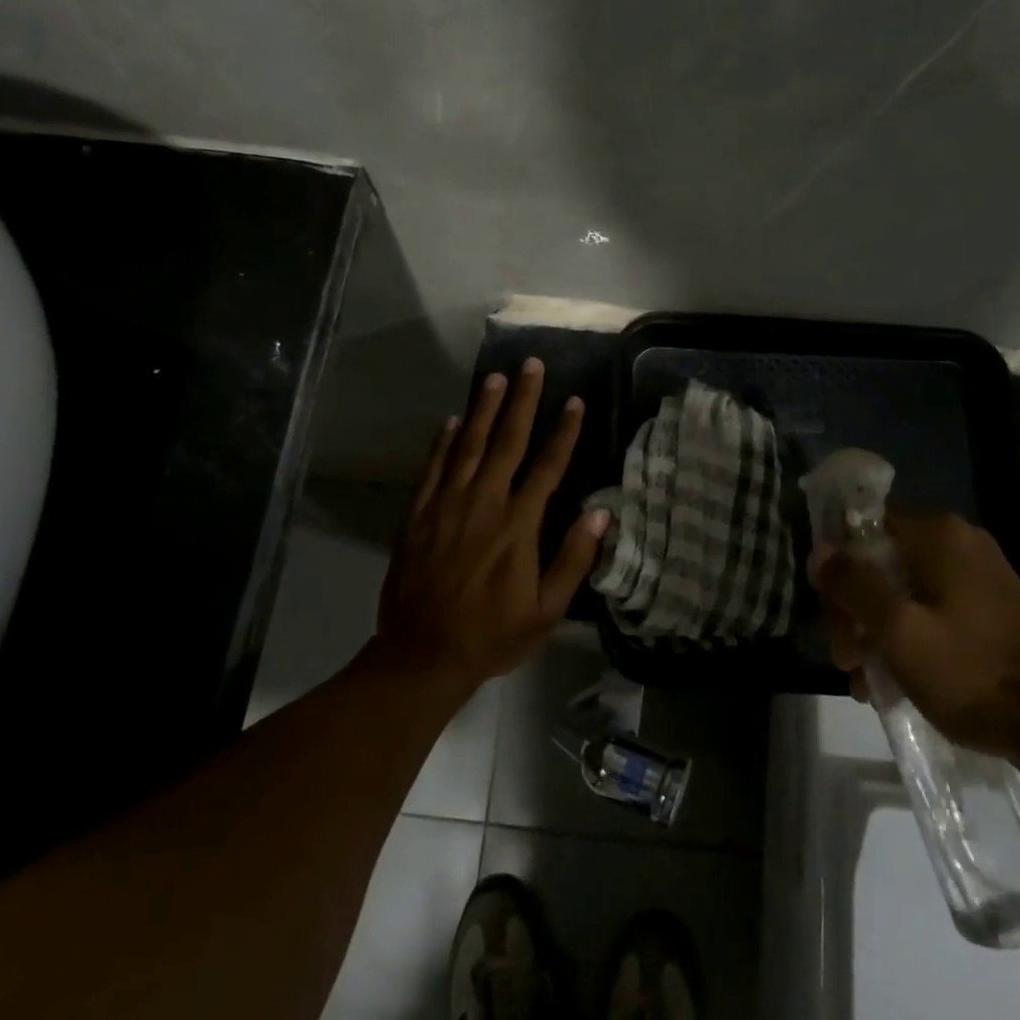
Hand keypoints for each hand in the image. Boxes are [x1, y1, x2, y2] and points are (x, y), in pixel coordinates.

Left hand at [375, 358, 608, 693]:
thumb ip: (574, 559)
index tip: (575, 401)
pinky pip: (432, 468)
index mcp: (518, 525)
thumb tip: (602, 513)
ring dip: (483, 409)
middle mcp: (483, 503)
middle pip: (507, 442)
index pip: (547, 467)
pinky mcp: (417, 514)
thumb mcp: (547, 611)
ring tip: (496, 378)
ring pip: (468, 445)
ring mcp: (446, 505)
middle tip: (531, 365)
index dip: (563, 432)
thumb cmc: (492, 635)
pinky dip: (442, 442)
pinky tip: (450, 420)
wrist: (422, 655)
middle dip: (523, 401)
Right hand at [817, 512, 1019, 771]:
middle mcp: (959, 543)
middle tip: (846, 662)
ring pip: (904, 593)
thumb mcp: (899, 631)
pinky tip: (898, 682)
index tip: (833, 623)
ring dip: (878, 633)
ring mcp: (979, 576)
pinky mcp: (991, 608)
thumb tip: (821, 551)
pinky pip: (933, 611)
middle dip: (856, 613)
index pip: (862, 534)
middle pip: (881, 566)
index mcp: (938, 536)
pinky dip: (910, 639)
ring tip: (867, 683)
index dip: (838, 576)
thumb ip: (854, 585)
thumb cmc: (972, 673)